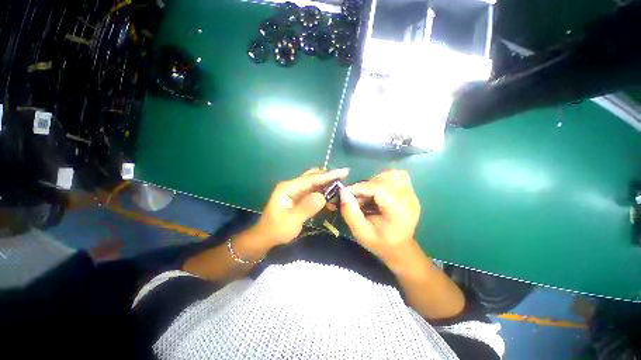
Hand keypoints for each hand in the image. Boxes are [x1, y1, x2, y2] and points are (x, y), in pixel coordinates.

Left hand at [254, 168, 348, 245]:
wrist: (265, 237)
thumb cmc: (276, 230)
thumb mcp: (291, 221)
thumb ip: (306, 208)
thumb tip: (322, 196)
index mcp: (288, 188)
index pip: (311, 179)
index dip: (328, 175)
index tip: (344, 171)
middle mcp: (293, 186)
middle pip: (314, 177)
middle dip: (329, 177)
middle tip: (345, 178)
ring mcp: (296, 192)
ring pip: (315, 184)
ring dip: (327, 186)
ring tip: (341, 188)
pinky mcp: (300, 198)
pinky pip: (314, 193)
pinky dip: (323, 194)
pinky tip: (332, 199)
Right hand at [339, 170, 420, 266]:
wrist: (399, 248)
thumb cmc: (379, 242)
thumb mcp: (361, 233)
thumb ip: (350, 213)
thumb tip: (343, 191)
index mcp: (399, 212)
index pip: (381, 189)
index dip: (361, 187)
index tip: (347, 192)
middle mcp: (409, 200)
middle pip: (386, 178)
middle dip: (368, 185)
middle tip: (359, 198)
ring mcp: (412, 194)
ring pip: (392, 174)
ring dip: (375, 181)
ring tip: (369, 195)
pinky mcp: (410, 191)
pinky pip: (397, 176)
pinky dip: (384, 180)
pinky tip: (378, 192)